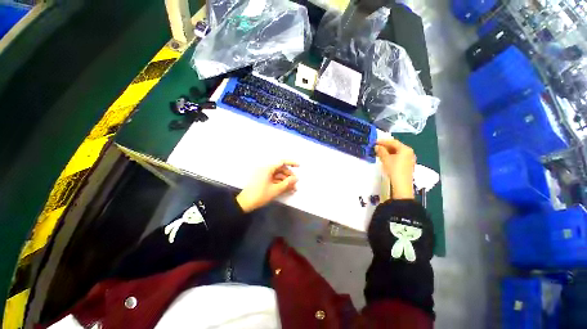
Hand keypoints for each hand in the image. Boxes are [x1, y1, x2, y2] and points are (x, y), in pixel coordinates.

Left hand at [236, 161, 298, 212]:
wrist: (245, 203)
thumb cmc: (260, 195)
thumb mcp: (275, 190)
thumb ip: (287, 183)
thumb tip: (296, 178)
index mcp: (268, 169)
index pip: (281, 162)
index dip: (291, 163)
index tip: (299, 166)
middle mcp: (266, 170)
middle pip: (281, 169)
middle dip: (289, 176)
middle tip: (295, 183)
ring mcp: (264, 175)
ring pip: (278, 175)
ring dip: (286, 181)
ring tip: (293, 189)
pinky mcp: (264, 181)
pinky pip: (274, 179)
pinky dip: (280, 183)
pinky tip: (286, 189)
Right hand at [375, 138, 415, 199]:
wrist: (401, 184)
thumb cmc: (394, 169)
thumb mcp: (385, 159)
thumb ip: (381, 151)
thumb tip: (377, 146)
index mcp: (405, 149)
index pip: (393, 142)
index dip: (383, 141)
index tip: (374, 141)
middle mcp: (409, 152)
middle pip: (396, 146)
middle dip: (385, 146)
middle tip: (376, 147)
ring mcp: (409, 159)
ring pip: (397, 152)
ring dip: (388, 151)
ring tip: (379, 152)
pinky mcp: (407, 165)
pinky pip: (399, 156)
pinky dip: (391, 156)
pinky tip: (385, 158)